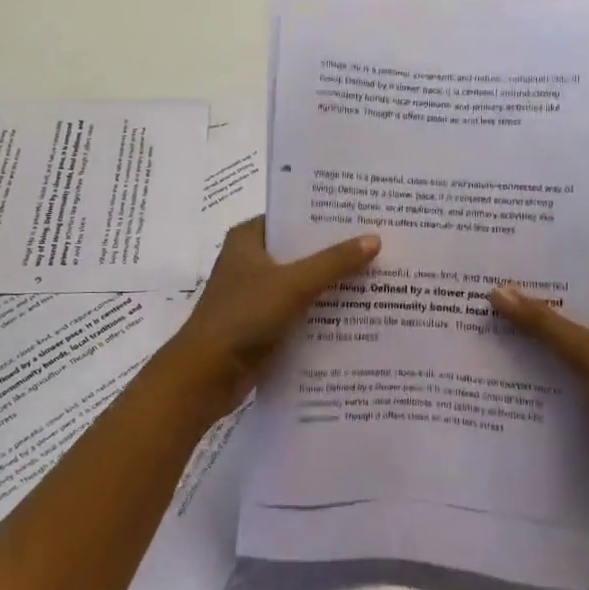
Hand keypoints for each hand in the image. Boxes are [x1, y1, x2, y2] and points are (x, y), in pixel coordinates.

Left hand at [166, 217, 379, 419]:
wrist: (206, 375)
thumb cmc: (243, 317)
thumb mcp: (292, 284)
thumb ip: (334, 262)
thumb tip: (374, 239)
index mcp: (248, 238)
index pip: (293, 216)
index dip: (327, 216)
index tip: (366, 214)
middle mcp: (251, 260)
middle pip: (302, 250)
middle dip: (337, 251)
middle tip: (382, 245)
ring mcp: (257, 293)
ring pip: (303, 281)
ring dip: (333, 283)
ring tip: (380, 276)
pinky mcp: (264, 322)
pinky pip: (301, 309)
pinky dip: (323, 310)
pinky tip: (359, 311)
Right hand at [490, 270, 588, 499]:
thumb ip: (543, 323)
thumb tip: (498, 290)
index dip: (558, 260)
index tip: (518, 254)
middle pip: (583, 297)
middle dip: (544, 293)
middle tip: (498, 281)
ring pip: (579, 328)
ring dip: (546, 326)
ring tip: (499, 312)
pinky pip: (579, 356)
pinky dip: (555, 354)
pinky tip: (519, 354)